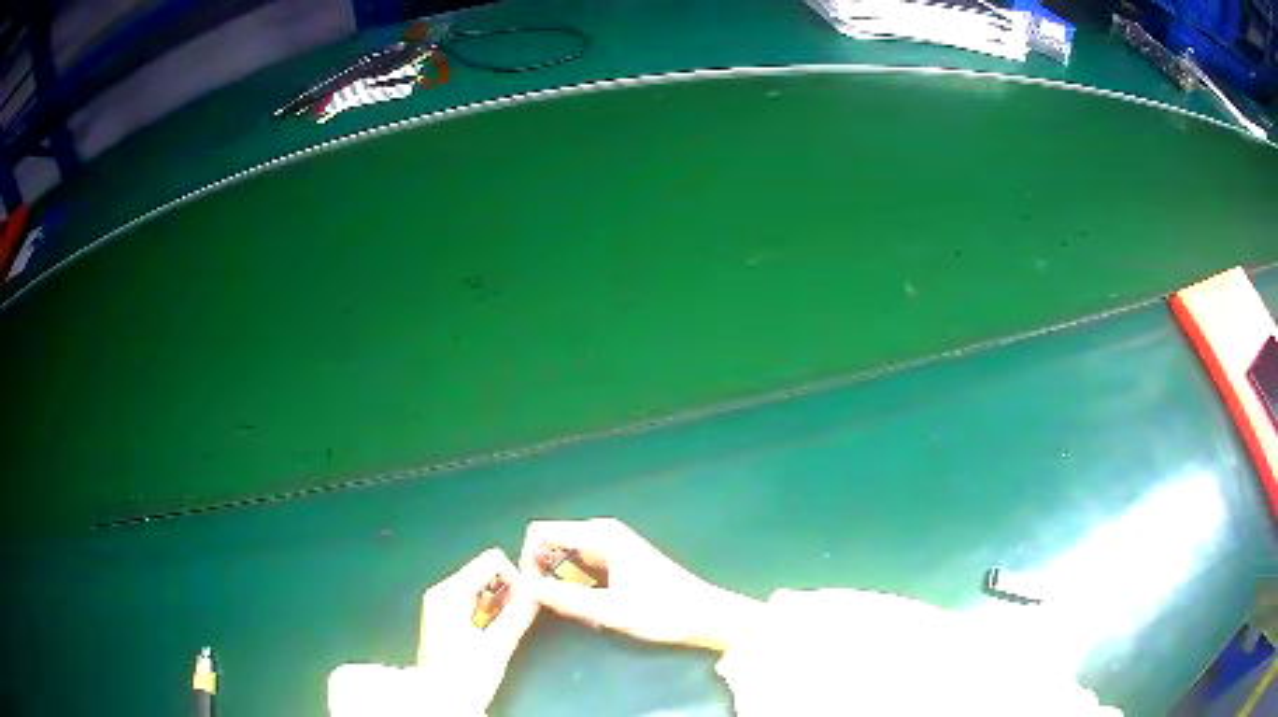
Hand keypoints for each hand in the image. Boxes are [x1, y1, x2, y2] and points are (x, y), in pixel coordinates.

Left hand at [414, 548, 538, 713]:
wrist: (439, 701)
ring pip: (481, 587)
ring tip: (502, 633)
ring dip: (500, 604)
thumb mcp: (497, 645)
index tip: (524, 605)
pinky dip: (489, 612)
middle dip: (508, 592)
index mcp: (450, 591)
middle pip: (485, 572)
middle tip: (515, 622)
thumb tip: (539, 590)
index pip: (492, 560)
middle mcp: (442, 590)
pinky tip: (490, 635)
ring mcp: (441, 603)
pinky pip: (473, 600)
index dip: (515, 578)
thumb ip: (519, 614)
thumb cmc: (465, 674)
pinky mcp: (444, 616)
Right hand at [518, 518, 760, 651]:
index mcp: (600, 534)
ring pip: (566, 559)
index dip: (529, 560)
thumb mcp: (611, 610)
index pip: (541, 532)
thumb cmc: (663, 610)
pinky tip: (591, 611)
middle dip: (544, 574)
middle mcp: (602, 533)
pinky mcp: (617, 562)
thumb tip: (527, 589)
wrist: (706, 616)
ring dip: (562, 585)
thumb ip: (567, 599)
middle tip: (556, 608)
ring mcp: (611, 547)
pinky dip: (577, 588)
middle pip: (551, 544)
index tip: (534, 592)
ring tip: (577, 613)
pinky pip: (581, 569)